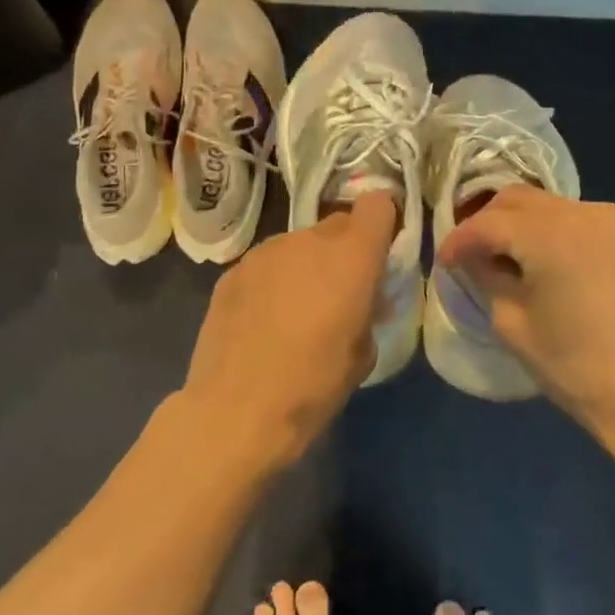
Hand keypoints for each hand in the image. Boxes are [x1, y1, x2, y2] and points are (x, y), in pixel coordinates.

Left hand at [180, 191, 396, 464]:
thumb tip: (362, 300)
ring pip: (298, 245)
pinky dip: (271, 282)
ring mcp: (265, 251)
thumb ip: (368, 309)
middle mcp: (308, 240)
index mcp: (351, 255)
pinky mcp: (232, 270)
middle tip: (338, 292)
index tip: (379, 253)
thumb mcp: (363, 352)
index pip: (377, 205)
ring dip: (304, 266)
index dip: (382, 224)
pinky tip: (262, 321)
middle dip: (344, 250)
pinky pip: (266, 265)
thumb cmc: (314, 385)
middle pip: (337, 224)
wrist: (237, 409)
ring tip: (294, 311)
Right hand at [436, 188, 614, 448]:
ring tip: (505, 260)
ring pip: (547, 205)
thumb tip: (474, 260)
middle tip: (470, 257)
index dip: (458, 240)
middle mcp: (583, 212)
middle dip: (487, 223)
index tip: (444, 264)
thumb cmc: (578, 369)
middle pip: (517, 199)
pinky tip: (544, 263)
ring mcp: (614, 219)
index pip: (487, 223)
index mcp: (551, 234)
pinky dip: (551, 232)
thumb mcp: (513, 325)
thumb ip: (486, 278)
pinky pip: (576, 219)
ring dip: (519, 225)